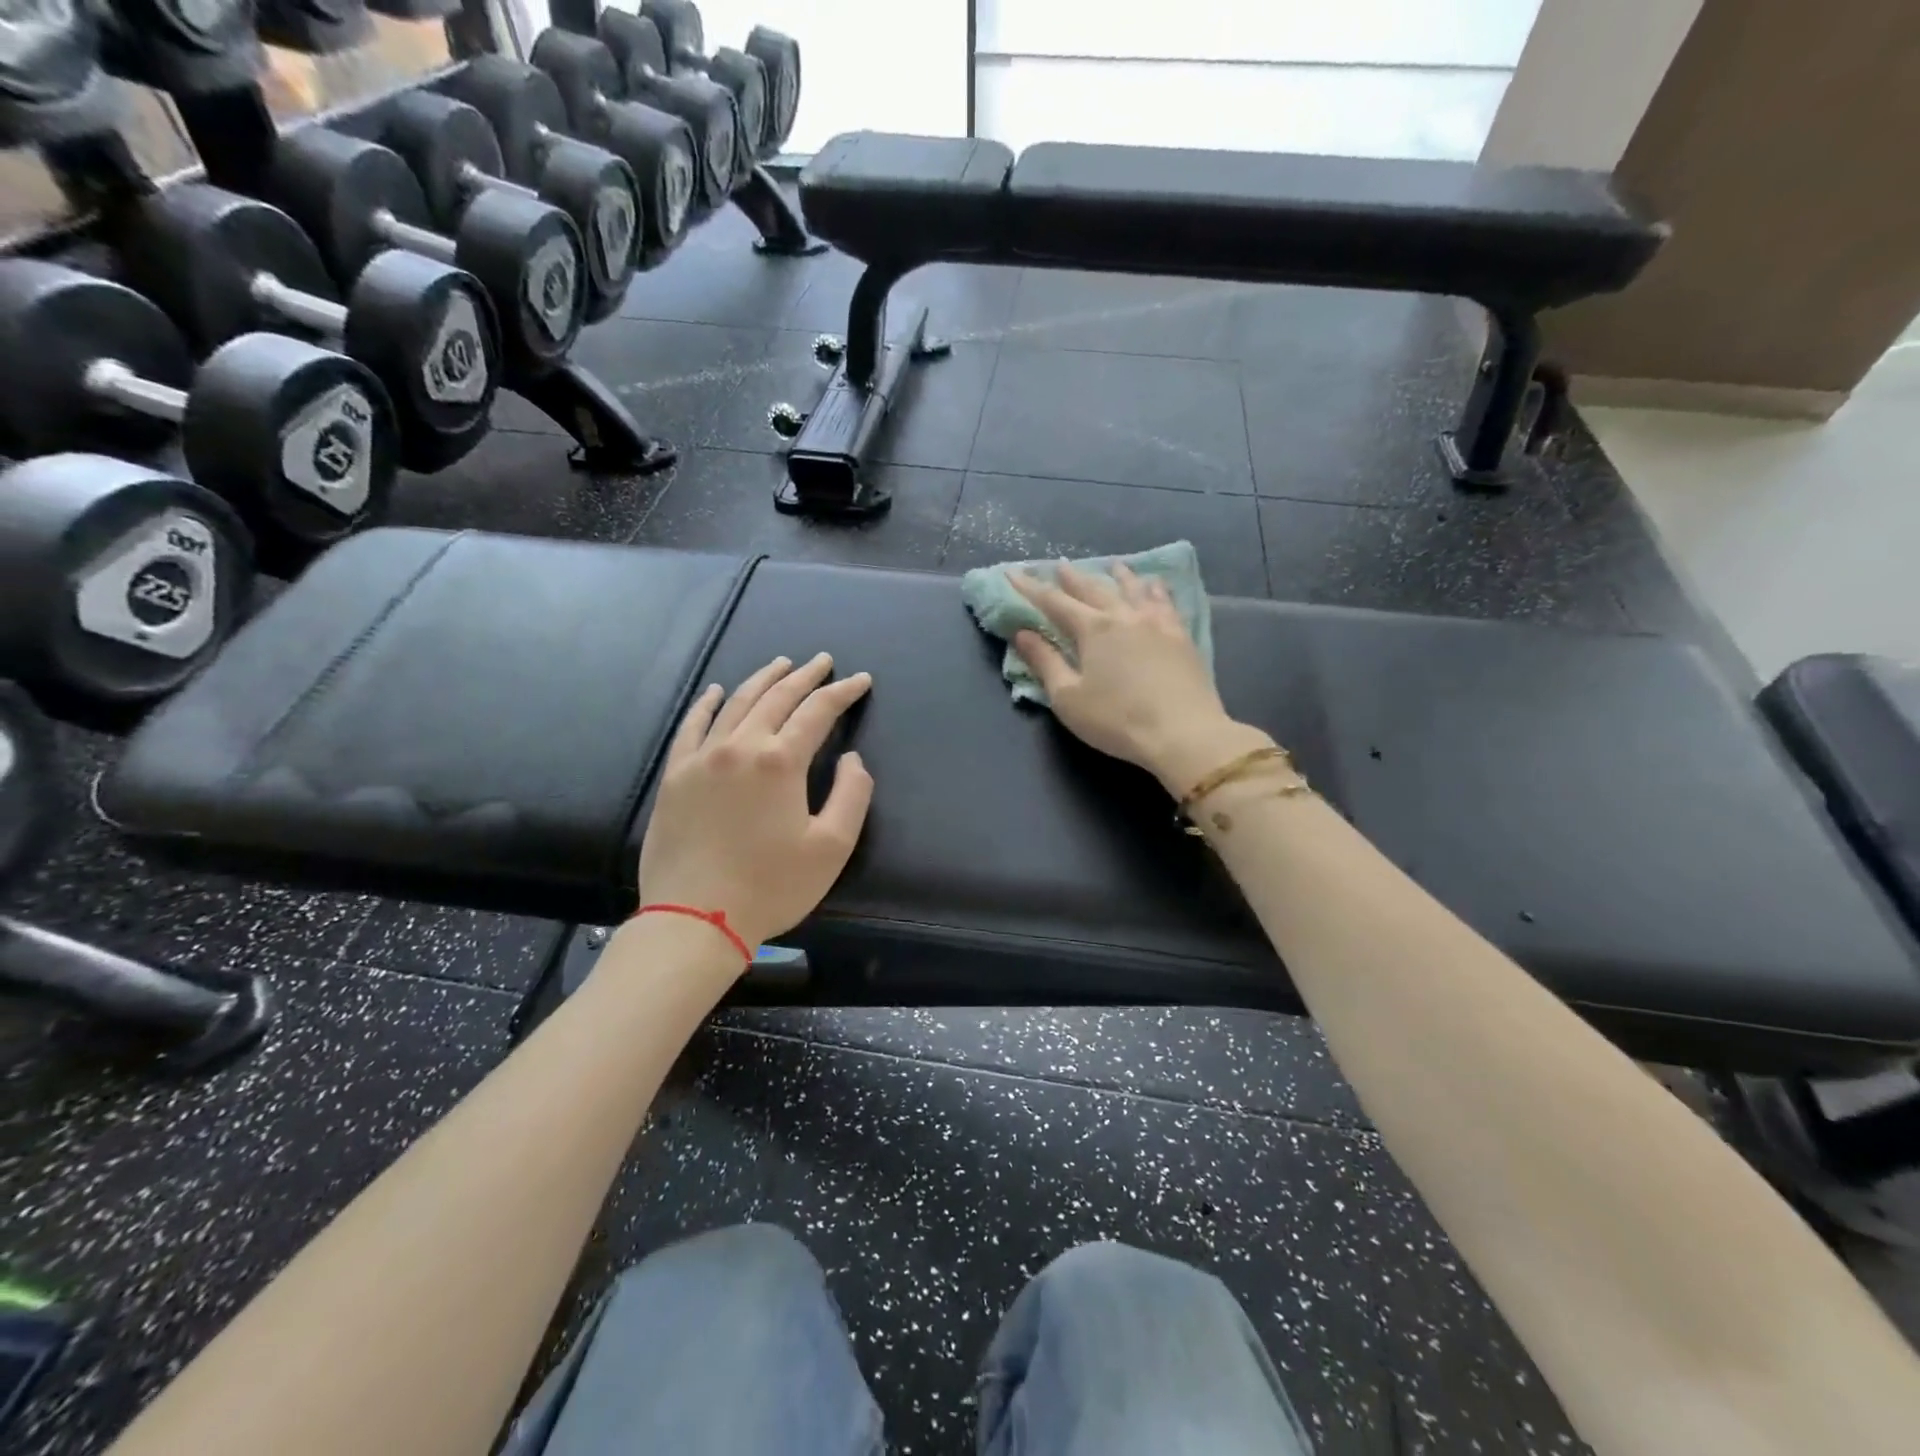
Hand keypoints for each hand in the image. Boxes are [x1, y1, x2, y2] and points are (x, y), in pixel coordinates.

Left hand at [637, 653, 873, 952]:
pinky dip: (706, 704)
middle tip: (823, 661)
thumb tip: (852, 758)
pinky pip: (691, 727)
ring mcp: (701, 758)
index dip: (842, 692)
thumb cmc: (771, 886)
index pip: (818, 712)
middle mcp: (740, 746)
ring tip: (780, 664)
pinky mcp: (675, 776)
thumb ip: (852, 794)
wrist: (694, 919)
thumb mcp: (831, 847)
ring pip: (735, 703)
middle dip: (804, 676)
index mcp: (780, 762)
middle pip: (776, 698)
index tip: (860, 680)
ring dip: (761, 680)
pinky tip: (715, 691)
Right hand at [1011, 562, 1270, 793]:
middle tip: (1059, 565)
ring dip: (1118, 576)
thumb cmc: (1117, 720)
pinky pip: (1165, 601)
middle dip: (1072, 578)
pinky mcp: (1180, 635)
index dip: (1030, 587)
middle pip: (1093, 589)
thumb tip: (1022, 633)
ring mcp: (1156, 622)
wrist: (1184, 734)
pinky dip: (1155, 589)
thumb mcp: (1069, 698)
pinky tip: (1155, 585)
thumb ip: (1045, 662)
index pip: (1053, 602)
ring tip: (1112, 565)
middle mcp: (1124, 615)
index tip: (1013, 572)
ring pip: (1133, 589)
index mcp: (1093, 629)